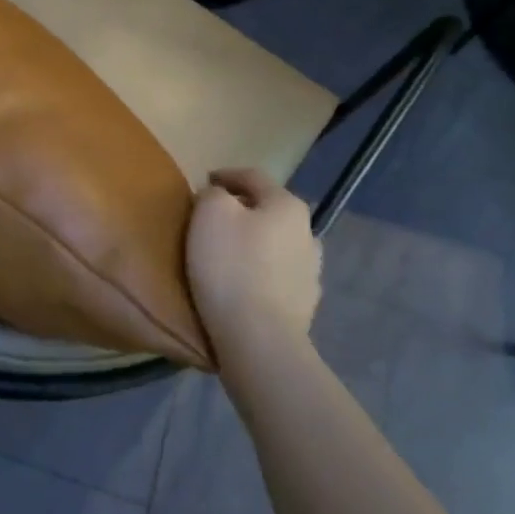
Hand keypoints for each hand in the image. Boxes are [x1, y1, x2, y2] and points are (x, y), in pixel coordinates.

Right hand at [185, 168, 322, 370]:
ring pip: (276, 244)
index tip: (203, 182)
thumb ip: (213, 195)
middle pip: (269, 211)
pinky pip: (277, 276)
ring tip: (229, 254)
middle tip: (213, 219)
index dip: (225, 175)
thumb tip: (219, 197)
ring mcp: (311, 271)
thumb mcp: (210, 214)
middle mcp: (308, 232)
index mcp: (287, 205)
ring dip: (255, 243)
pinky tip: (244, 284)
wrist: (259, 338)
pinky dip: (260, 272)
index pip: (253, 177)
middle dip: (242, 211)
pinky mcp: (304, 303)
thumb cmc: (231, 267)